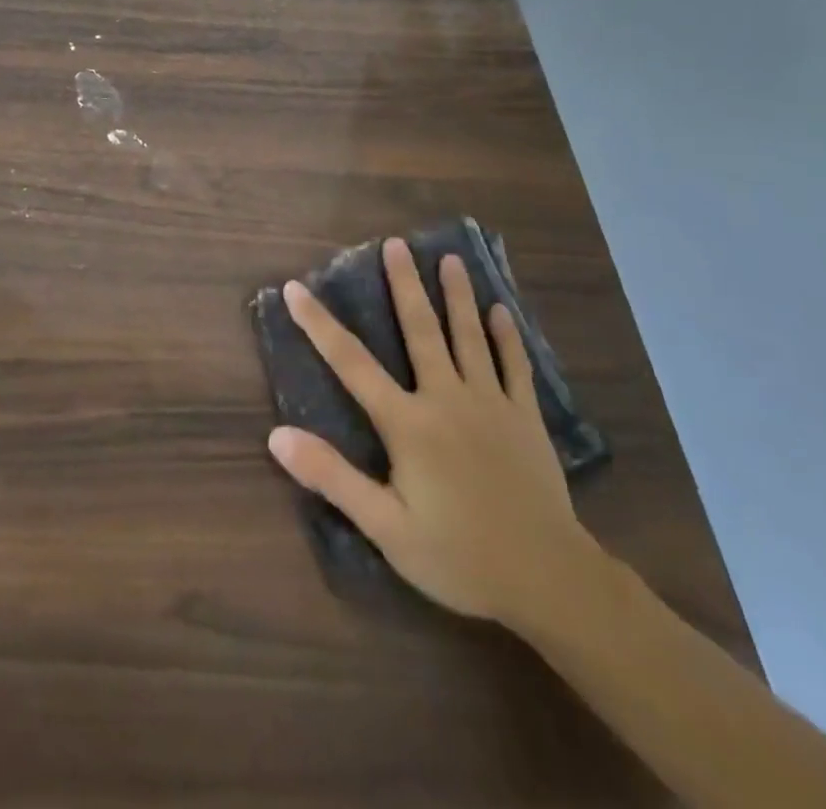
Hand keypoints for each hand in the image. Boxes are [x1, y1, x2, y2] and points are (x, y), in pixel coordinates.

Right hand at [267, 238, 598, 631]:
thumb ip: (332, 477)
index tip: (296, 287)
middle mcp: (446, 399)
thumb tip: (277, 435)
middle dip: (404, 285)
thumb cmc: (459, 555)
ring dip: (457, 296)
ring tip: (450, 259)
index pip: (351, 363)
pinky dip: (507, 337)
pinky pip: (515, 367)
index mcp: (407, 423)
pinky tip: (501, 311)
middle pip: (421, 331)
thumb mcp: (385, 526)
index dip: (319, 324)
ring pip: (469, 337)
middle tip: (395, 244)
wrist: (549, 580)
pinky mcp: (525, 418)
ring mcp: (491, 404)